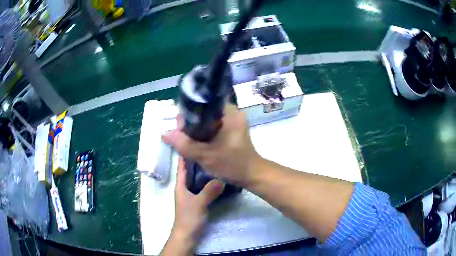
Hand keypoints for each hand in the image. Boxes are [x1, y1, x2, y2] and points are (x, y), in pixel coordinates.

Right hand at [162, 104, 261, 185]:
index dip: (188, 113)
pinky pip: (214, 126)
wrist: (251, 175)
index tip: (180, 126)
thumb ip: (184, 144)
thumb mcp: (205, 155)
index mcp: (230, 112)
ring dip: (197, 129)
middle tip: (181, 135)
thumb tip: (165, 134)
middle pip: (205, 111)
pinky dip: (204, 133)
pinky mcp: (233, 129)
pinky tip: (197, 141)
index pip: (203, 103)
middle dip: (191, 123)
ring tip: (186, 138)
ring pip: (208, 120)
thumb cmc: (232, 164)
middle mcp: (233, 112)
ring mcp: (234, 121)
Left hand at [171, 158, 224, 244]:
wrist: (187, 235)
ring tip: (215, 161)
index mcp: (180, 185)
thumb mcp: (199, 203)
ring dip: (203, 171)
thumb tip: (221, 178)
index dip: (185, 155)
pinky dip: (208, 182)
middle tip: (209, 150)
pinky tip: (217, 179)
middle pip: (190, 171)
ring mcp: (191, 195)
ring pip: (197, 179)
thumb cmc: (189, 218)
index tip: (193, 143)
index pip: (182, 166)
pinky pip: (202, 187)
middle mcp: (184, 188)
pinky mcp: (197, 201)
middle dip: (197, 160)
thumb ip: (209, 191)